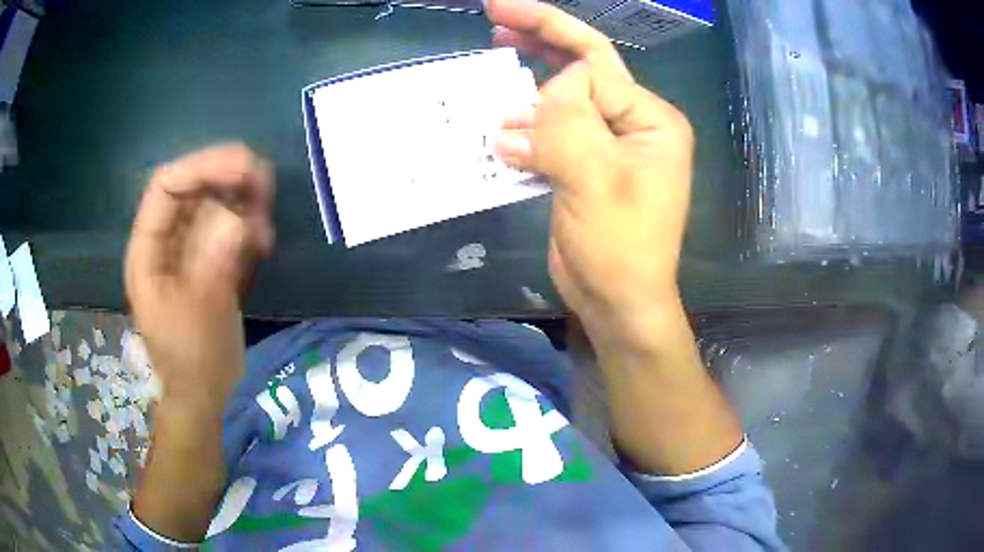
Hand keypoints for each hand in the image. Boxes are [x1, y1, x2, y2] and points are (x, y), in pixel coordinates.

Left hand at [125, 144, 274, 405]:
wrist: (205, 393)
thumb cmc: (192, 360)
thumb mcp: (200, 314)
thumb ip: (214, 263)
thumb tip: (239, 218)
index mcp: (148, 250)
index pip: (166, 187)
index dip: (201, 167)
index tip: (243, 167)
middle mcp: (166, 241)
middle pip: (193, 188)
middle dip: (228, 179)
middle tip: (265, 184)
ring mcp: (189, 249)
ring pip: (214, 204)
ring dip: (243, 201)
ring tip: (267, 220)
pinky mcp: (209, 260)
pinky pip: (228, 226)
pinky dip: (248, 225)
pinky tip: (264, 240)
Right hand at [488, 0, 694, 353]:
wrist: (616, 301)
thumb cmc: (620, 247)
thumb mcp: (598, 181)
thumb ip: (569, 124)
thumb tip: (533, 100)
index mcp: (650, 119)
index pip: (596, 70)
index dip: (552, 67)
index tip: (513, 59)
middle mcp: (632, 124)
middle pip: (583, 67)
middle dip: (540, 38)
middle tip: (496, 16)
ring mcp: (606, 146)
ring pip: (560, 100)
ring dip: (523, 96)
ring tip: (489, 93)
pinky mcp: (583, 167)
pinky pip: (549, 133)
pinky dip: (522, 129)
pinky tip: (498, 131)